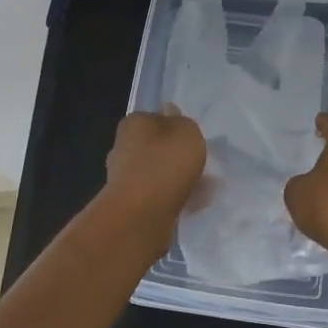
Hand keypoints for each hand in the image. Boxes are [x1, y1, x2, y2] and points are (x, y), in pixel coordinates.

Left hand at [102, 105, 207, 231]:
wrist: (141, 214)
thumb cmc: (164, 163)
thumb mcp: (185, 130)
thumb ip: (181, 121)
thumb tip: (169, 112)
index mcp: (133, 124)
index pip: (154, 118)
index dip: (174, 126)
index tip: (191, 140)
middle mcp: (123, 147)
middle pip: (155, 147)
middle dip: (175, 155)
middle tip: (200, 164)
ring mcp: (124, 177)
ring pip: (158, 173)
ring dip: (177, 179)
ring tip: (204, 187)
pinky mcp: (130, 203)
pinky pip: (158, 195)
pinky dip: (174, 198)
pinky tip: (194, 204)